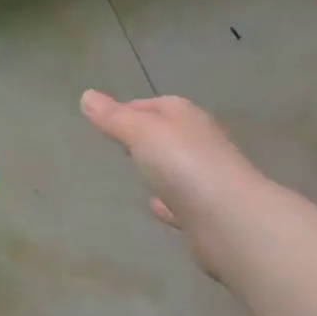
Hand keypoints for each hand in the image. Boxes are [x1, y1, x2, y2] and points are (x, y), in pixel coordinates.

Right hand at [79, 91, 263, 267]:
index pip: (156, 104)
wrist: (230, 220)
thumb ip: (113, 117)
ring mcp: (206, 179)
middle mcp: (200, 143)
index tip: (105, 119)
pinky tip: (154, 207)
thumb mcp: (141, 133)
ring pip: (177, 167)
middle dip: (145, 137)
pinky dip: (168, 201)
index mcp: (186, 118)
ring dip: (159, 168)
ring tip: (135, 173)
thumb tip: (86, 95)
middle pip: (169, 134)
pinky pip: (182, 201)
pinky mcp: (207, 212)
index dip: (130, 109)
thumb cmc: (183, 164)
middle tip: (117, 144)